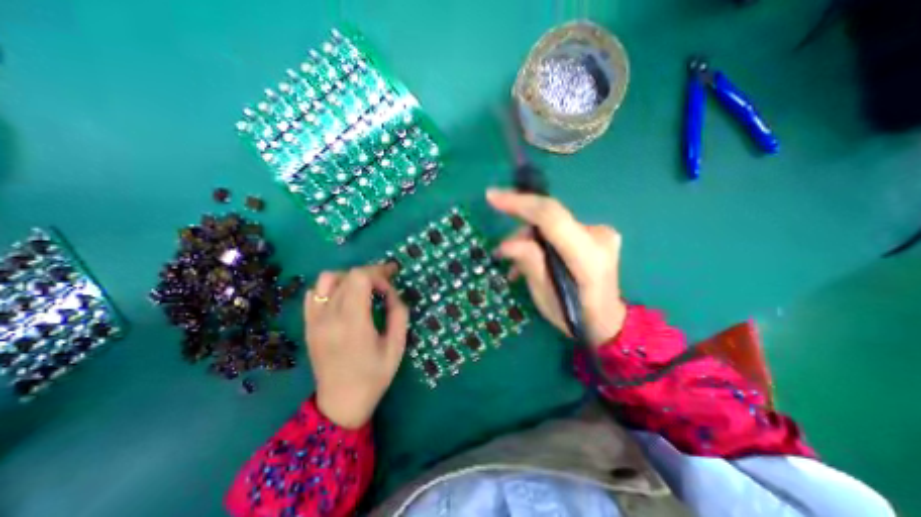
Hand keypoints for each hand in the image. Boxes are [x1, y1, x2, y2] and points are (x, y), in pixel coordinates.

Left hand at [306, 263, 406, 427]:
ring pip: (328, 279)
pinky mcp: (309, 325)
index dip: (379, 274)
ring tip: (364, 288)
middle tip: (385, 282)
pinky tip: (344, 298)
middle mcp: (329, 317)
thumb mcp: (397, 346)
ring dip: (350, 277)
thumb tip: (391, 293)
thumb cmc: (374, 376)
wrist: (341, 403)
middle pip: (347, 275)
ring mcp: (315, 320)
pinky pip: (315, 293)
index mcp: (352, 323)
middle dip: (370, 274)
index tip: (391, 286)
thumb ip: (398, 314)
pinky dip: (331, 288)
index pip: (360, 278)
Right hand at [484, 189, 628, 347]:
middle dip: (520, 224)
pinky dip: (540, 240)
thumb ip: (529, 263)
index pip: (551, 217)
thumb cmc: (575, 316)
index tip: (493, 197)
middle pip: (550, 216)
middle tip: (500, 238)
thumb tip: (506, 244)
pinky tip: (528, 259)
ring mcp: (599, 232)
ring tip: (513, 263)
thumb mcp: (545, 296)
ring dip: (528, 237)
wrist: (606, 321)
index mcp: (588, 256)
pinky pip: (558, 229)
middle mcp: (599, 236)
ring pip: (551, 223)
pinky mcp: (594, 234)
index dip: (520, 203)